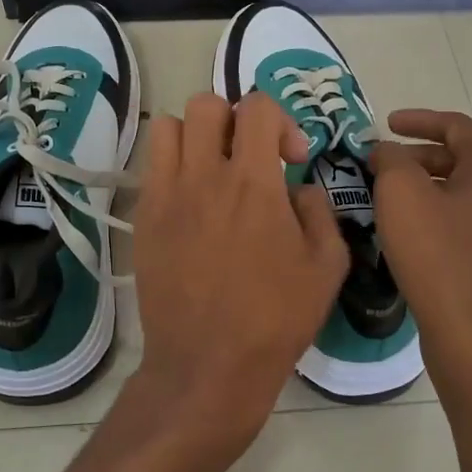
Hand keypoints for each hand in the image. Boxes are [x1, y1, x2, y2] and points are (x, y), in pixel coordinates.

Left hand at [120, 92, 349, 471]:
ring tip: (213, 170)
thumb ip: (319, 211)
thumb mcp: (327, 266)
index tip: (292, 158)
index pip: (257, 107)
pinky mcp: (143, 218)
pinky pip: (152, 166)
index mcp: (253, 182)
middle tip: (250, 157)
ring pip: (169, 126)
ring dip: (196, 136)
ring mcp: (166, 195)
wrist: (207, 366)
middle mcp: (204, 176)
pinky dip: (173, 167)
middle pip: (207, 105)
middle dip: (235, 120)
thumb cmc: (275, 319)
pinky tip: (192, 202)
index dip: (281, 121)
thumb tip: (299, 188)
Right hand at [369, 110, 471, 404]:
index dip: (419, 119)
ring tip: (386, 198)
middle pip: (461, 159)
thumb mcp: (401, 194)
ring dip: (424, 186)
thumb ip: (390, 159)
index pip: (458, 127)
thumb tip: (387, 151)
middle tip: (379, 165)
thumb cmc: (438, 256)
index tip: (385, 125)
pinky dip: (435, 214)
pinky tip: (407, 233)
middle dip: (417, 156)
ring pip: (462, 193)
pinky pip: (465, 222)